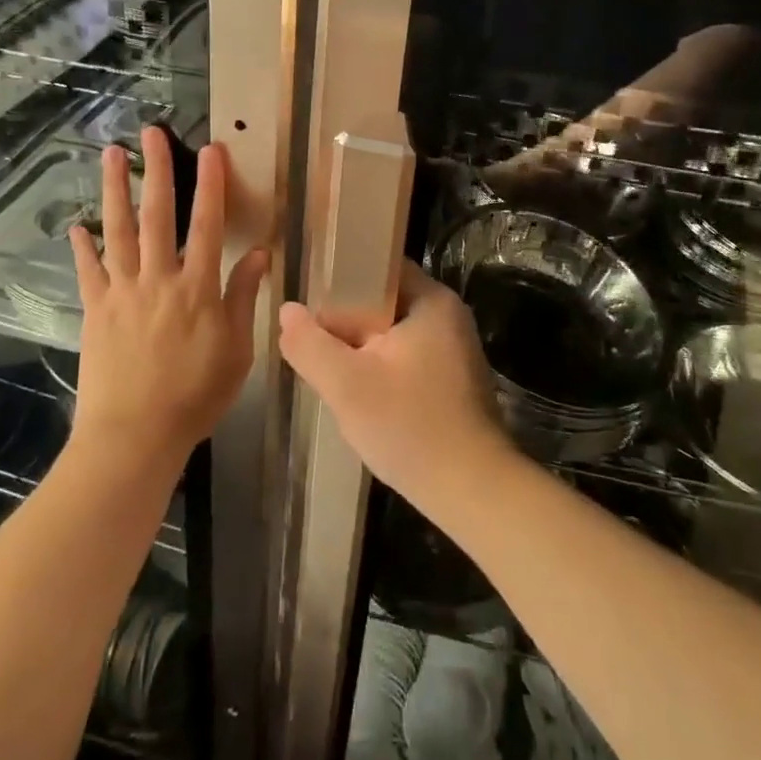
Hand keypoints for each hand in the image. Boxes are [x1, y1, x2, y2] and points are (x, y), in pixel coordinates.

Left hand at [69, 127, 268, 469]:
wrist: (135, 435)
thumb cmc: (195, 396)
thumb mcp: (236, 350)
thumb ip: (244, 297)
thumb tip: (261, 253)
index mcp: (198, 288)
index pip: (209, 224)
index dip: (211, 185)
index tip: (210, 150)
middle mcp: (159, 279)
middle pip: (158, 215)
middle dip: (156, 170)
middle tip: (150, 133)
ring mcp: (123, 292)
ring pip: (119, 230)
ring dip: (115, 190)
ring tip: (110, 155)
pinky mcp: (96, 310)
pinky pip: (89, 271)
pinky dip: (83, 246)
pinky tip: (78, 224)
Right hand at [277, 262, 512, 505]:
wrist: (472, 492)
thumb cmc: (410, 426)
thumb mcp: (346, 385)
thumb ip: (310, 344)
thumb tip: (287, 311)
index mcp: (431, 300)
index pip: (379, 267)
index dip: (341, 279)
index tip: (310, 301)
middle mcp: (448, 316)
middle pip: (384, 302)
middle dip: (347, 321)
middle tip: (313, 341)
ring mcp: (455, 349)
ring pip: (393, 333)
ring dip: (362, 348)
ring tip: (330, 368)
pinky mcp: (454, 380)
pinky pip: (408, 357)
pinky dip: (383, 368)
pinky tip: (362, 393)